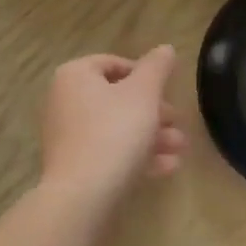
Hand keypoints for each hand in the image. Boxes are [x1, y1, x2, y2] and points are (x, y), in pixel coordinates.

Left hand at [40, 46, 186, 202]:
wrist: (82, 196)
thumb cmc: (114, 132)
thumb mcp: (144, 93)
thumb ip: (157, 68)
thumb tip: (165, 48)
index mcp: (75, 75)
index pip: (114, 63)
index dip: (145, 75)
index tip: (168, 90)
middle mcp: (65, 101)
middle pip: (117, 98)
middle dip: (154, 110)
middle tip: (178, 121)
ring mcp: (67, 136)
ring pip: (117, 128)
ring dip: (152, 135)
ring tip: (180, 148)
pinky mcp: (74, 166)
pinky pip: (109, 152)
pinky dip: (136, 156)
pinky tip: (168, 167)